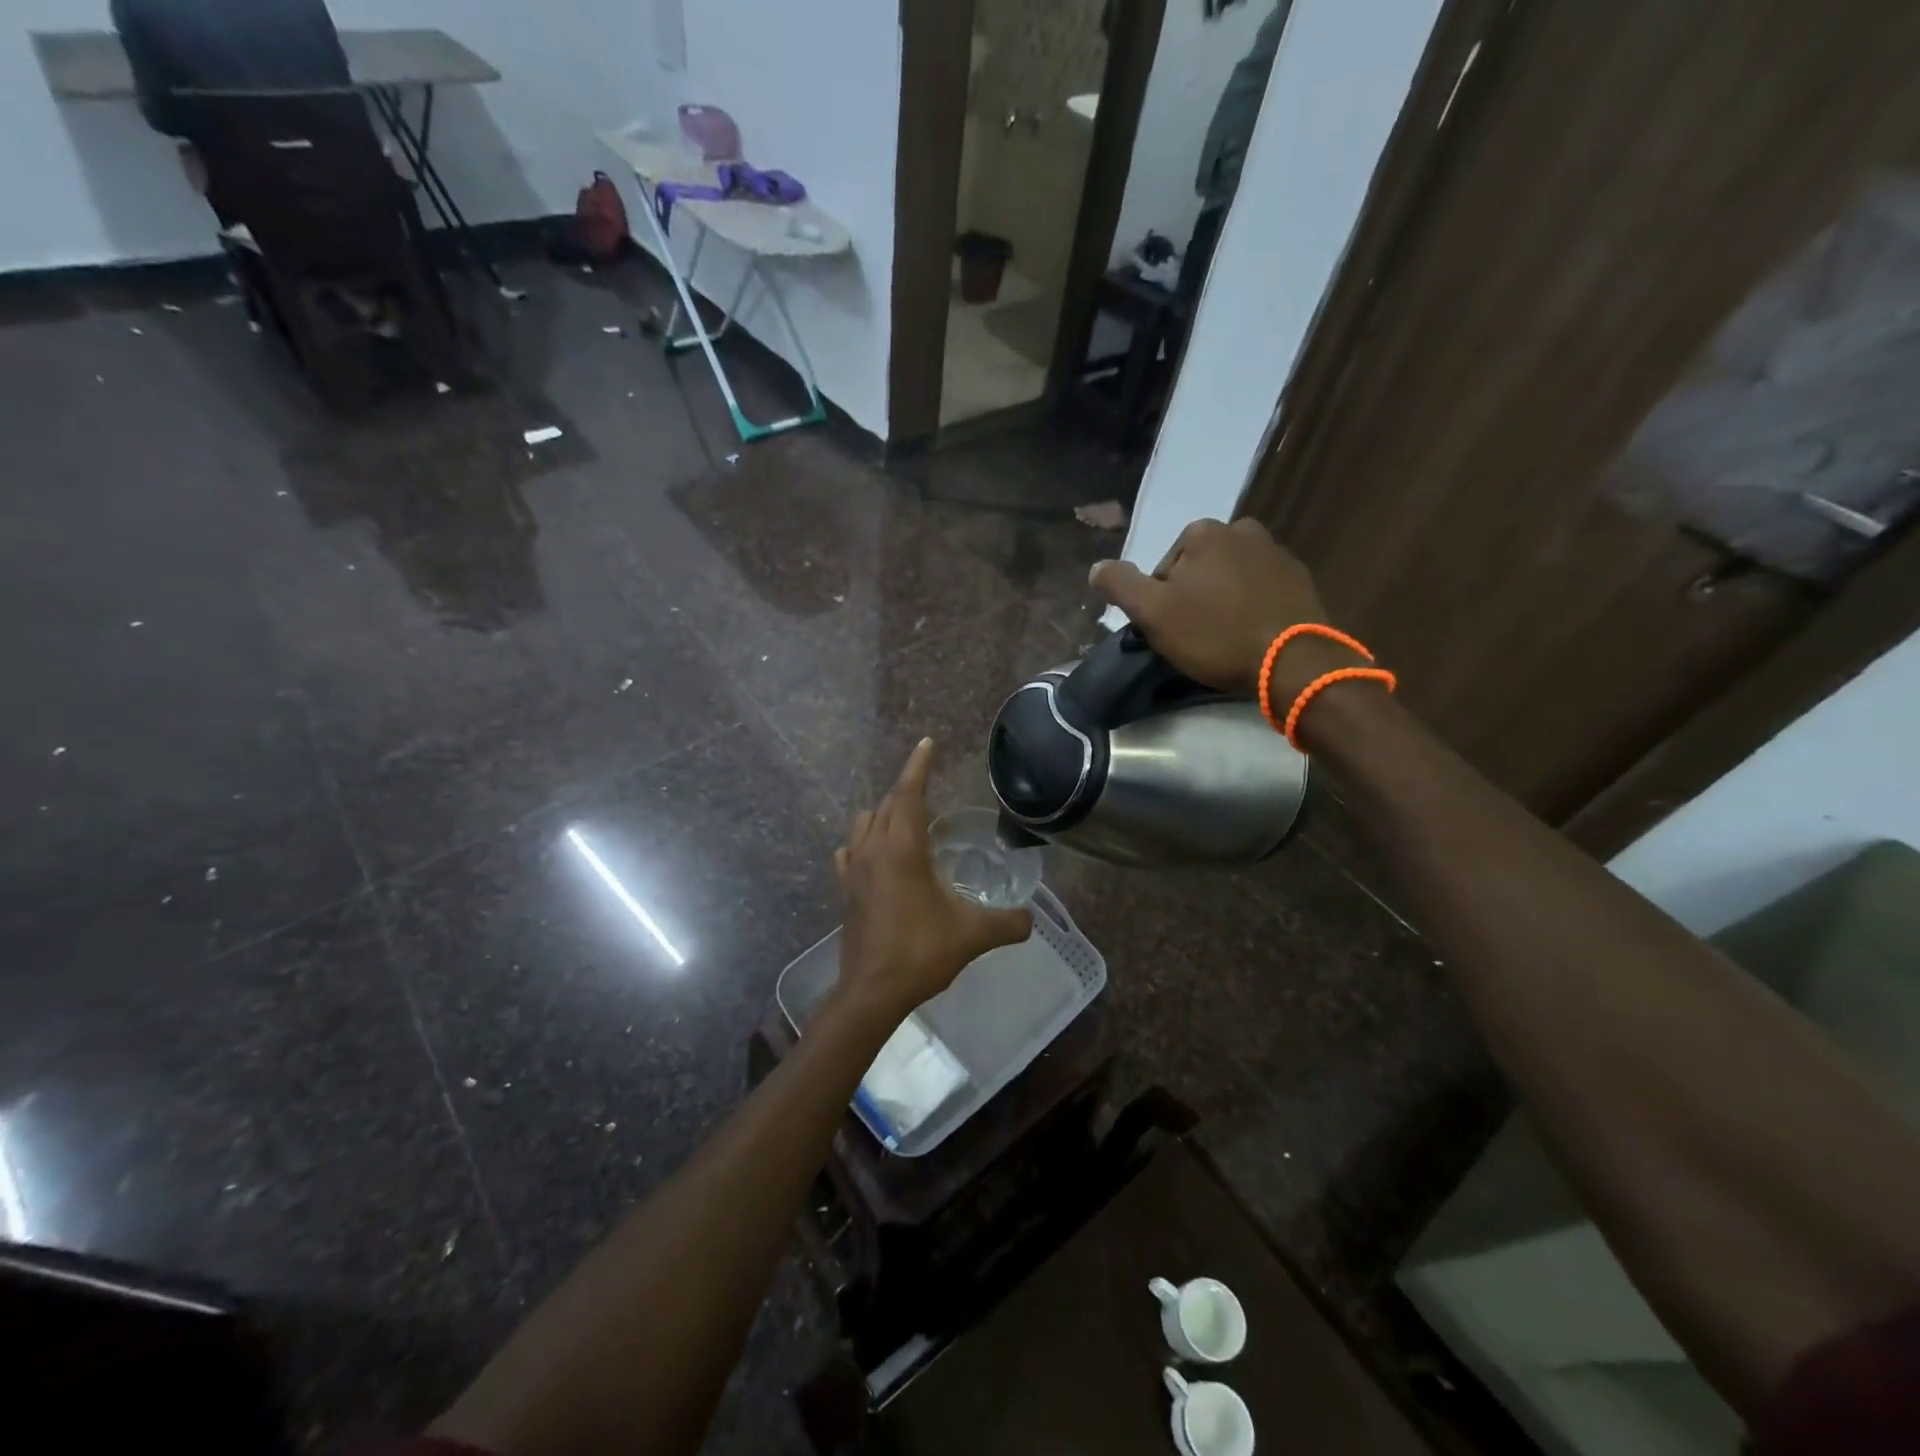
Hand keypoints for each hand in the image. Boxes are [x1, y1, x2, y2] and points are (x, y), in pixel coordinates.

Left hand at [832, 739, 1031, 1024]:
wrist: (872, 991)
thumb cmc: (921, 953)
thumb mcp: (973, 935)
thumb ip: (1008, 922)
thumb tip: (1032, 919)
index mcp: (903, 849)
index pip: (909, 793)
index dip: (919, 765)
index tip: (927, 743)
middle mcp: (873, 850)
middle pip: (887, 804)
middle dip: (908, 791)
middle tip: (932, 791)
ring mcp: (853, 869)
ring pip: (865, 823)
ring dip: (884, 813)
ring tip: (907, 822)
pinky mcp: (845, 890)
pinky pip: (850, 851)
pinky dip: (863, 842)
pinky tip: (874, 855)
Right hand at [1088, 518, 1361, 698]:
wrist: (1293, 661)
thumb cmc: (1216, 634)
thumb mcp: (1153, 613)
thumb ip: (1119, 585)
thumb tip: (1097, 568)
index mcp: (1203, 532)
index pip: (1164, 568)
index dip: (1160, 602)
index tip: (1170, 630)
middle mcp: (1242, 530)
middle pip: (1198, 570)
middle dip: (1193, 598)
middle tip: (1195, 637)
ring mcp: (1277, 553)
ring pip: (1230, 579)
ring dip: (1222, 602)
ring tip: (1224, 639)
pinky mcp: (1301, 580)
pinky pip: (1261, 591)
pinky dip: (1251, 608)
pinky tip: (1251, 636)